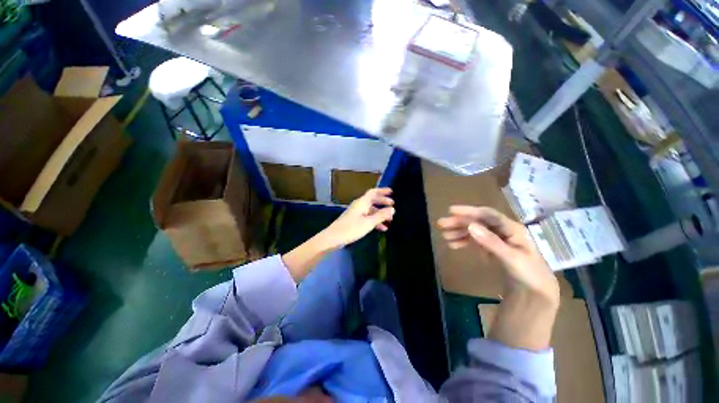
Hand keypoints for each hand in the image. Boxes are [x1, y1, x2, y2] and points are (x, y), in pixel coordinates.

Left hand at [283, 188, 393, 281]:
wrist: (333, 238)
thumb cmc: (351, 229)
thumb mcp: (369, 222)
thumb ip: (381, 215)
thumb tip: (392, 209)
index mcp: (362, 202)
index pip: (373, 192)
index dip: (383, 191)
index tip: (392, 192)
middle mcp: (359, 205)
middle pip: (373, 200)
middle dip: (383, 202)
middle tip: (393, 205)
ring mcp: (356, 213)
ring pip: (371, 210)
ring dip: (380, 213)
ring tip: (390, 219)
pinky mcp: (354, 220)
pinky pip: (367, 217)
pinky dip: (375, 220)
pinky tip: (382, 228)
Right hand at [437, 206, 558, 302]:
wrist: (536, 291)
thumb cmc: (528, 273)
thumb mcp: (511, 258)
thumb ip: (491, 242)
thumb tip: (470, 226)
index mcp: (511, 228)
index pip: (487, 215)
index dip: (469, 211)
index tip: (451, 210)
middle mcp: (502, 230)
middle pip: (478, 221)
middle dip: (459, 222)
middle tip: (441, 224)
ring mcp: (496, 238)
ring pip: (474, 230)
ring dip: (459, 231)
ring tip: (444, 236)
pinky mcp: (491, 247)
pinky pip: (475, 240)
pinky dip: (463, 241)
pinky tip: (453, 244)